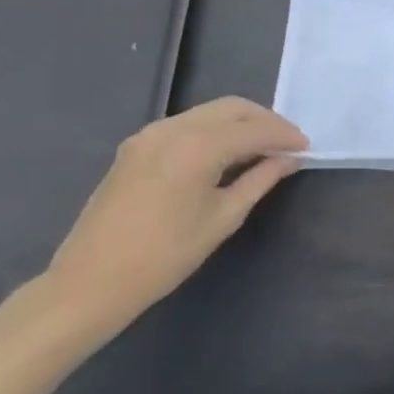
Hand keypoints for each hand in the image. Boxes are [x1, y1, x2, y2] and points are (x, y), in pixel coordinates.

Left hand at [44, 97, 307, 339]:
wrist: (87, 285)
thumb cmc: (163, 257)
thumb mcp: (222, 218)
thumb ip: (260, 180)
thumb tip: (289, 159)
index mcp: (197, 147)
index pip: (255, 129)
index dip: (285, 136)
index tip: (306, 148)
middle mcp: (173, 129)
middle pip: (233, 108)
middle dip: (265, 121)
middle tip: (286, 144)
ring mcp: (150, 135)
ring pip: (210, 112)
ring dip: (240, 123)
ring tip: (260, 148)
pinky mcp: (136, 146)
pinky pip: (187, 124)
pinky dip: (214, 130)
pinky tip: (225, 153)